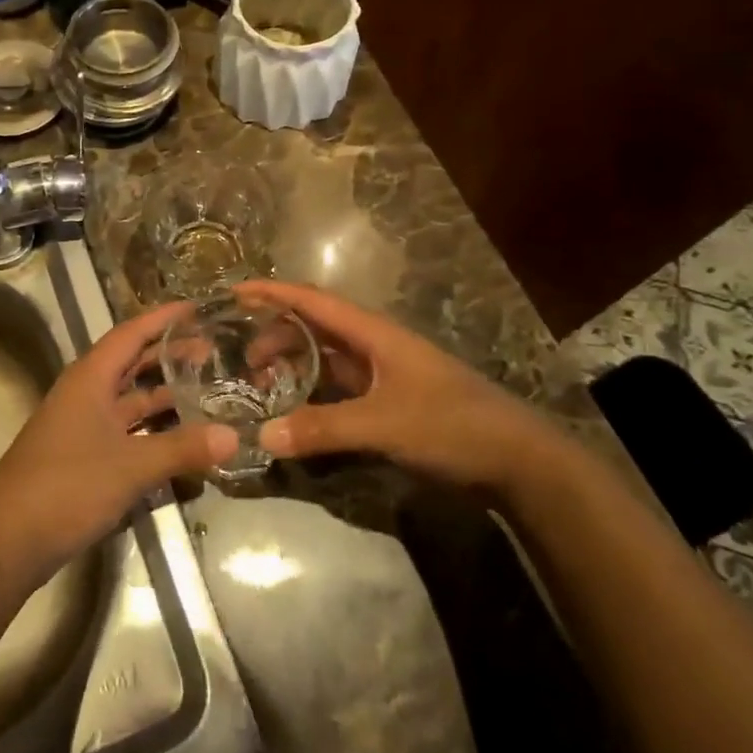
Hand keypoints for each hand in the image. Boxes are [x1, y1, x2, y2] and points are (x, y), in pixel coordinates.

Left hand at [0, 301, 237, 596]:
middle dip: (169, 355)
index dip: (163, 318)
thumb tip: (234, 436)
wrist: (6, 541)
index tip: (197, 307)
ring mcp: (82, 427)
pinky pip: (126, 432)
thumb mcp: (130, 466)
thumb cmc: (66, 486)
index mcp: (90, 378)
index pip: (130, 333)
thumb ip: (182, 448)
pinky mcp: (83, 458)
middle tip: (213, 350)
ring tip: (207, 390)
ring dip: (163, 394)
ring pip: (129, 400)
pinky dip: (152, 430)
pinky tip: (182, 440)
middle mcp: (85, 395)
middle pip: (131, 364)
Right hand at [237, 280, 561, 492]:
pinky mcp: (389, 402)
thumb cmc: (452, 425)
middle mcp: (374, 346)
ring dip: (292, 365)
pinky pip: (338, 388)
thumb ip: (323, 428)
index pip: (313, 301)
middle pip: (314, 328)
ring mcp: (383, 374)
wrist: (518, 461)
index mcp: (373, 334)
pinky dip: (312, 393)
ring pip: (325, 359)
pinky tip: (295, 410)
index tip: (234, 292)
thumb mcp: (384, 424)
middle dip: (276, 336)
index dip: (273, 293)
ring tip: (260, 385)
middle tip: (241, 360)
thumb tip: (263, 434)